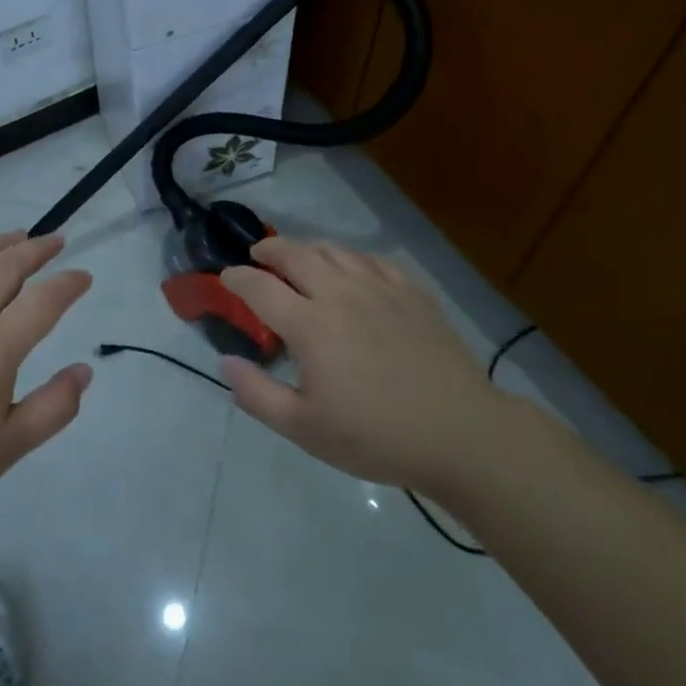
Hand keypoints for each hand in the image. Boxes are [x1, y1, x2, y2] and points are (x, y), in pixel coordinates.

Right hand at [217, 237, 505, 490]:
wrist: (459, 433)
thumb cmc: (376, 436)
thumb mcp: (304, 428)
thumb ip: (257, 394)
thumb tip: (225, 362)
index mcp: (310, 325)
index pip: (260, 287)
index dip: (237, 278)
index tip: (225, 277)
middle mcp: (340, 294)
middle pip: (296, 254)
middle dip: (270, 249)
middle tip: (258, 255)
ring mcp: (380, 288)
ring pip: (335, 251)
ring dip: (308, 248)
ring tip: (299, 257)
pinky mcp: (412, 292)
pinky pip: (373, 260)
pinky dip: (350, 257)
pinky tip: (351, 268)